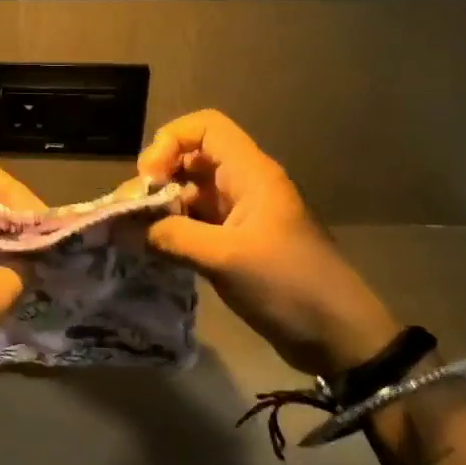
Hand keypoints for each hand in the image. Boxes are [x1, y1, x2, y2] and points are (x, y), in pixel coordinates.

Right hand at [138, 110, 399, 377]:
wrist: (339, 337)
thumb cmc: (287, 285)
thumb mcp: (225, 258)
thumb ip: (171, 236)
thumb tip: (126, 228)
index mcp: (251, 174)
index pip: (205, 127)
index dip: (170, 140)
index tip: (150, 178)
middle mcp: (244, 185)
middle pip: (191, 158)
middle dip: (158, 177)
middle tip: (133, 209)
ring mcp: (241, 215)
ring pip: (190, 192)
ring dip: (161, 206)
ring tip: (134, 233)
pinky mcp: (236, 243)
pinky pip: (196, 222)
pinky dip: (172, 229)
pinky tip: (153, 249)